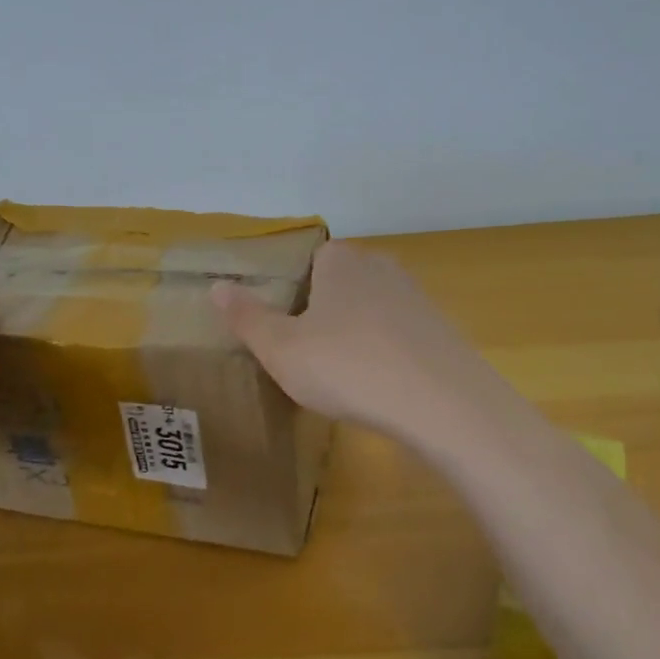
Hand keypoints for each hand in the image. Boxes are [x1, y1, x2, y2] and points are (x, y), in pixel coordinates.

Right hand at [210, 241, 497, 441]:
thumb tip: (216, 285)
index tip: (288, 324)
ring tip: (345, 371)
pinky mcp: (442, 330)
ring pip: (376, 307)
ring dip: (360, 331)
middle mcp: (382, 268)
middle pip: (346, 279)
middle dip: (328, 308)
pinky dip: (389, 351)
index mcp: (341, 263)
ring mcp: (417, 298)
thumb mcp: (282, 349)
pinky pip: (403, 334)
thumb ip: (247, 317)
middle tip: (311, 351)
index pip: (315, 256)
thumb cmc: (348, 367)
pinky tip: (383, 384)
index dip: (298, 286)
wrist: (441, 402)